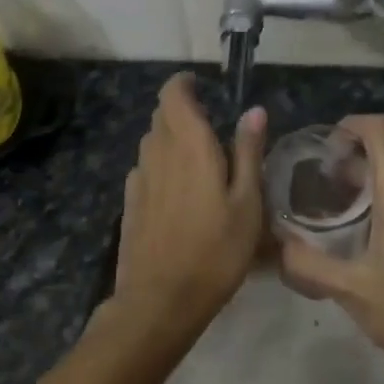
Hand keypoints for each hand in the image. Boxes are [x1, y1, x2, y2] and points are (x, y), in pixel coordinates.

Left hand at [112, 73, 267, 330]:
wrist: (161, 299)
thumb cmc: (216, 250)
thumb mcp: (248, 203)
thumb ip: (249, 152)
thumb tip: (254, 111)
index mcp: (188, 144)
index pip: (173, 93)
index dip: (185, 84)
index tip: (203, 89)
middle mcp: (157, 151)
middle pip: (161, 114)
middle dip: (182, 111)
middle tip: (212, 130)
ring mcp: (138, 176)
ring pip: (152, 140)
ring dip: (171, 138)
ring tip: (199, 161)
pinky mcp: (129, 200)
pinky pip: (145, 167)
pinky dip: (161, 164)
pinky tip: (178, 192)